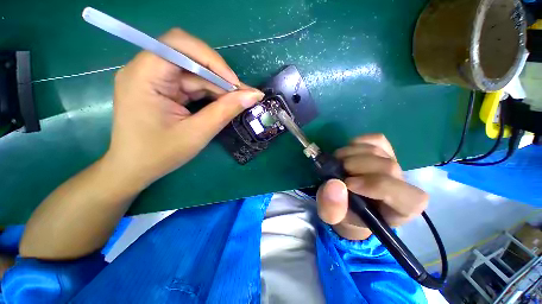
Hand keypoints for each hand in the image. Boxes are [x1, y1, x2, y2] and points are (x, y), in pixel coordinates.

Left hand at [105, 28, 263, 186]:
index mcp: (143, 76)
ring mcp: (153, 78)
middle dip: (219, 75)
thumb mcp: (197, 133)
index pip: (178, 45)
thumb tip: (253, 95)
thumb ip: (225, 111)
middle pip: (189, 57)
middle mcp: (145, 70)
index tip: (235, 84)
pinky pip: (191, 84)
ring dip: (218, 86)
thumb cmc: (160, 154)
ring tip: (237, 101)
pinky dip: (209, 93)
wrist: (135, 168)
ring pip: (194, 72)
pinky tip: (223, 103)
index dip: (211, 60)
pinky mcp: (162, 89)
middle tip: (242, 94)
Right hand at [316, 134, 427, 239]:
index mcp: (401, 210)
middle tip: (336, 170)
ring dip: (350, 153)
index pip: (407, 197)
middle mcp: (403, 185)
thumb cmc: (345, 213)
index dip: (377, 186)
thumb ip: (332, 208)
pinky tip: (348, 152)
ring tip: (337, 162)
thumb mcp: (332, 217)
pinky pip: (376, 139)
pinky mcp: (384, 151)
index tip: (348, 184)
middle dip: (356, 165)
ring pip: (378, 150)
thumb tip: (334, 184)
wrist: (349, 202)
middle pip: (388, 166)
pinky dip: (358, 142)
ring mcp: (394, 164)